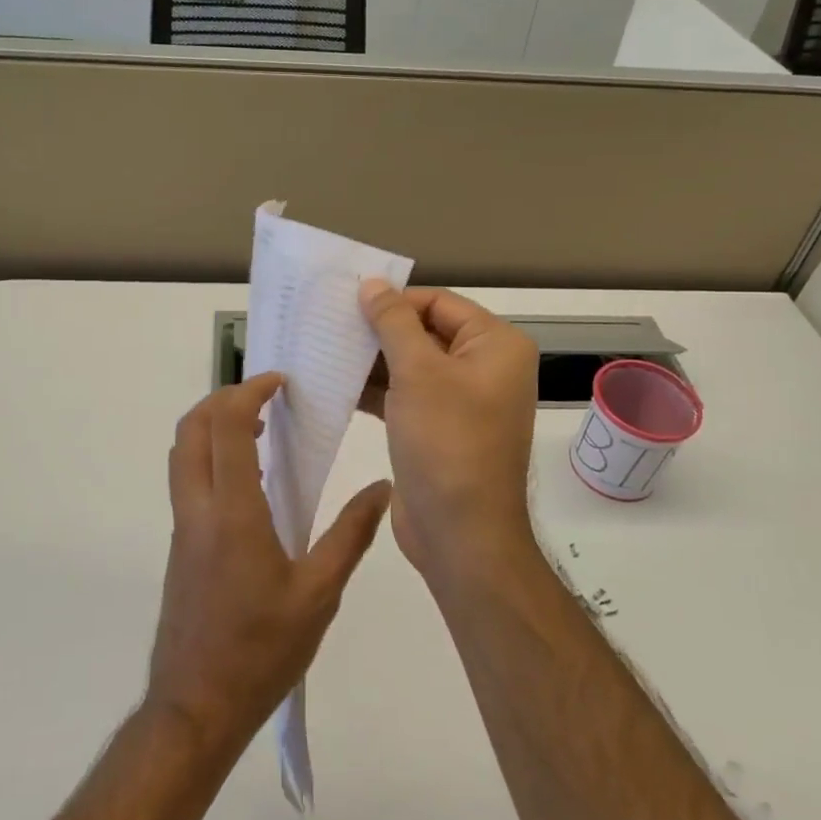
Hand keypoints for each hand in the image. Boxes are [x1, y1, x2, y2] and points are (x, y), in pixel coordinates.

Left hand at [148, 372, 390, 759]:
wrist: (195, 708)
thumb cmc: (261, 651)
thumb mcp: (319, 595)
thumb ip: (350, 535)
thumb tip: (382, 488)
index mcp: (232, 512)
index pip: (228, 427)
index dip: (249, 392)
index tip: (279, 382)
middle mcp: (198, 509)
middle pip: (191, 429)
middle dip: (223, 398)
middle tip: (265, 396)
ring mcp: (183, 528)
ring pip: (183, 454)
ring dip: (213, 426)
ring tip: (261, 430)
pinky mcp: (181, 547)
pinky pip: (188, 481)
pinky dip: (211, 456)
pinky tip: (250, 480)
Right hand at [358, 282, 539, 585]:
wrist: (461, 535)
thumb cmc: (447, 442)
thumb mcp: (418, 373)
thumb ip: (393, 323)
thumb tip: (373, 284)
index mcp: (495, 346)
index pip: (439, 303)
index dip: (395, 300)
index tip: (347, 303)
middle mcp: (484, 368)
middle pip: (425, 332)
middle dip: (379, 331)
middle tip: (329, 324)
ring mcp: (462, 402)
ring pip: (411, 366)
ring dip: (372, 360)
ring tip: (324, 350)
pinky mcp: (438, 429)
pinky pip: (406, 396)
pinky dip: (376, 390)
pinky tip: (336, 384)